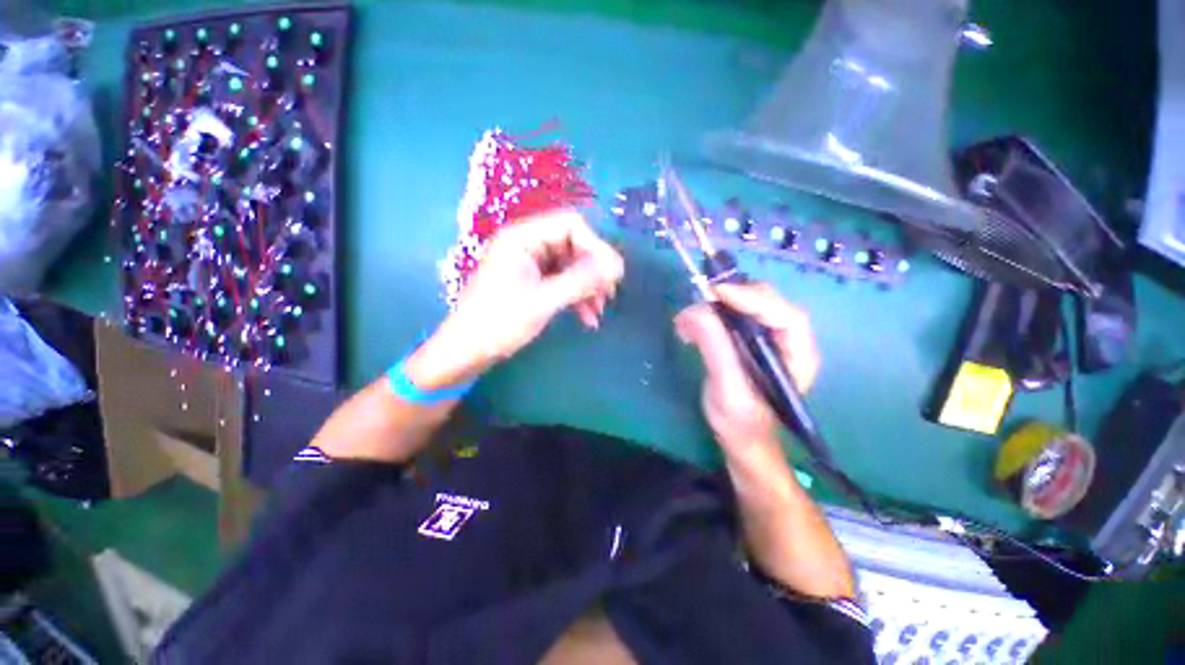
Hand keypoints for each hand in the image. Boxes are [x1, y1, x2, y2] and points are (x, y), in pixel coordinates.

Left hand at [410, 209, 623, 387]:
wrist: (467, 352)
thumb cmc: (498, 323)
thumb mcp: (543, 301)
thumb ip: (580, 281)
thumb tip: (617, 266)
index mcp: (521, 237)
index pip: (570, 225)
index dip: (595, 245)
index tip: (612, 273)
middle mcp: (526, 244)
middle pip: (573, 244)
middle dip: (593, 270)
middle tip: (610, 293)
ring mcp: (529, 263)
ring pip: (570, 265)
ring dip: (588, 286)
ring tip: (599, 310)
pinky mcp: (532, 282)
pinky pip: (562, 281)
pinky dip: (576, 296)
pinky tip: (587, 317)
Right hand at [674, 283, 819, 453]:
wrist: (739, 437)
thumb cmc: (741, 420)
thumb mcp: (728, 387)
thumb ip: (716, 347)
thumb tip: (696, 310)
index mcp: (798, 354)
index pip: (785, 314)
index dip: (753, 298)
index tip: (717, 294)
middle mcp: (786, 339)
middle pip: (765, 302)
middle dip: (730, 298)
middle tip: (697, 302)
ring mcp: (766, 336)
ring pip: (744, 304)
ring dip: (713, 307)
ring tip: (685, 322)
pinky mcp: (746, 338)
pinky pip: (729, 315)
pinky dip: (707, 316)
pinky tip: (688, 327)